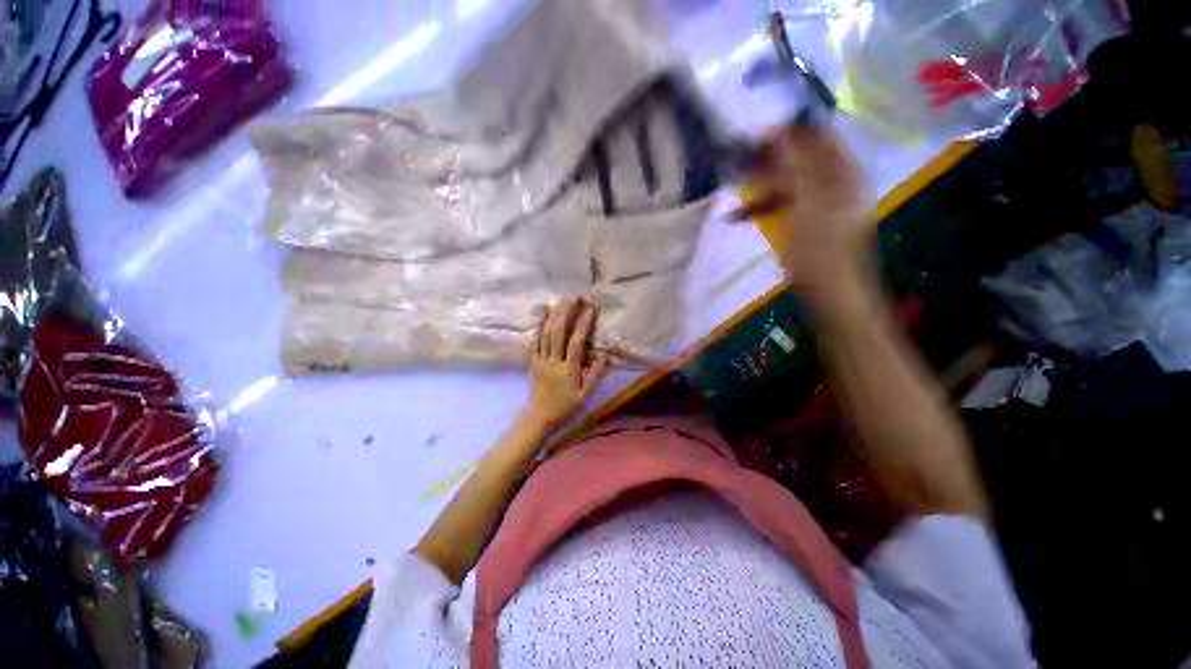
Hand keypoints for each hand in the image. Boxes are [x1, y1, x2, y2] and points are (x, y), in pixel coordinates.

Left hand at [523, 299, 608, 431]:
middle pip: (558, 333)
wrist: (538, 416)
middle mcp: (553, 361)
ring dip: (553, 315)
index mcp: (568, 369)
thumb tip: (605, 355)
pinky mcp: (533, 360)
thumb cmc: (565, 406)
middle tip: (574, 296)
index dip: (583, 324)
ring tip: (560, 300)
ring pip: (546, 334)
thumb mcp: (584, 395)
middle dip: (566, 312)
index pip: (576, 343)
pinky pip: (535, 341)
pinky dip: (538, 326)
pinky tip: (542, 313)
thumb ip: (594, 375)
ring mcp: (541, 360)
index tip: (590, 308)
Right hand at [740, 127, 871, 309]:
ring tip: (734, 192)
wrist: (829, 291)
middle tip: (738, 165)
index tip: (754, 139)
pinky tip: (738, 217)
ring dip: (760, 186)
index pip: (817, 136)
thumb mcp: (808, 203)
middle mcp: (834, 181)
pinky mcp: (804, 221)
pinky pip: (783, 205)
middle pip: (799, 159)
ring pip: (787, 183)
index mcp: (843, 171)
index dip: (788, 133)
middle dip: (768, 161)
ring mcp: (819, 202)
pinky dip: (762, 208)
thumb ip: (795, 166)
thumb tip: (778, 134)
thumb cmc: (820, 248)